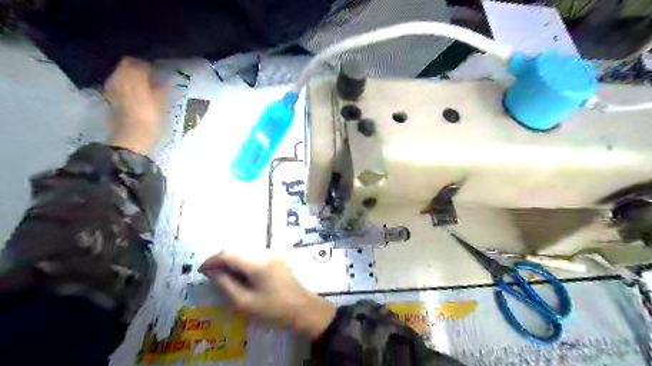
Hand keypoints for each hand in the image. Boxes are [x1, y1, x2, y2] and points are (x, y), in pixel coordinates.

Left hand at [105, 57, 167, 155]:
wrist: (133, 136)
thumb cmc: (152, 117)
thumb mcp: (163, 101)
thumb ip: (164, 87)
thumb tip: (167, 79)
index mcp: (132, 74)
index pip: (137, 62)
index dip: (147, 66)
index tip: (157, 73)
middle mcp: (118, 77)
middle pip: (126, 68)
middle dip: (137, 72)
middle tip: (151, 81)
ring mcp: (111, 89)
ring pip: (121, 78)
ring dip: (131, 81)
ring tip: (145, 91)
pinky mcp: (110, 101)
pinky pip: (118, 89)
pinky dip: (126, 90)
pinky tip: (136, 99)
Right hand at [200, 253, 334, 337]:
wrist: (302, 308)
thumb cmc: (273, 309)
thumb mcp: (245, 302)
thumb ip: (225, 284)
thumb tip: (212, 271)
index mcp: (257, 263)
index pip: (229, 254)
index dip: (213, 260)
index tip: (201, 270)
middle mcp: (265, 252)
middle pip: (237, 250)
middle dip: (222, 260)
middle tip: (212, 275)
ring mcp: (273, 253)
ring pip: (246, 252)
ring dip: (233, 261)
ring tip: (225, 277)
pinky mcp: (277, 257)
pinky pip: (255, 256)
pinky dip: (244, 263)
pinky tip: (241, 276)